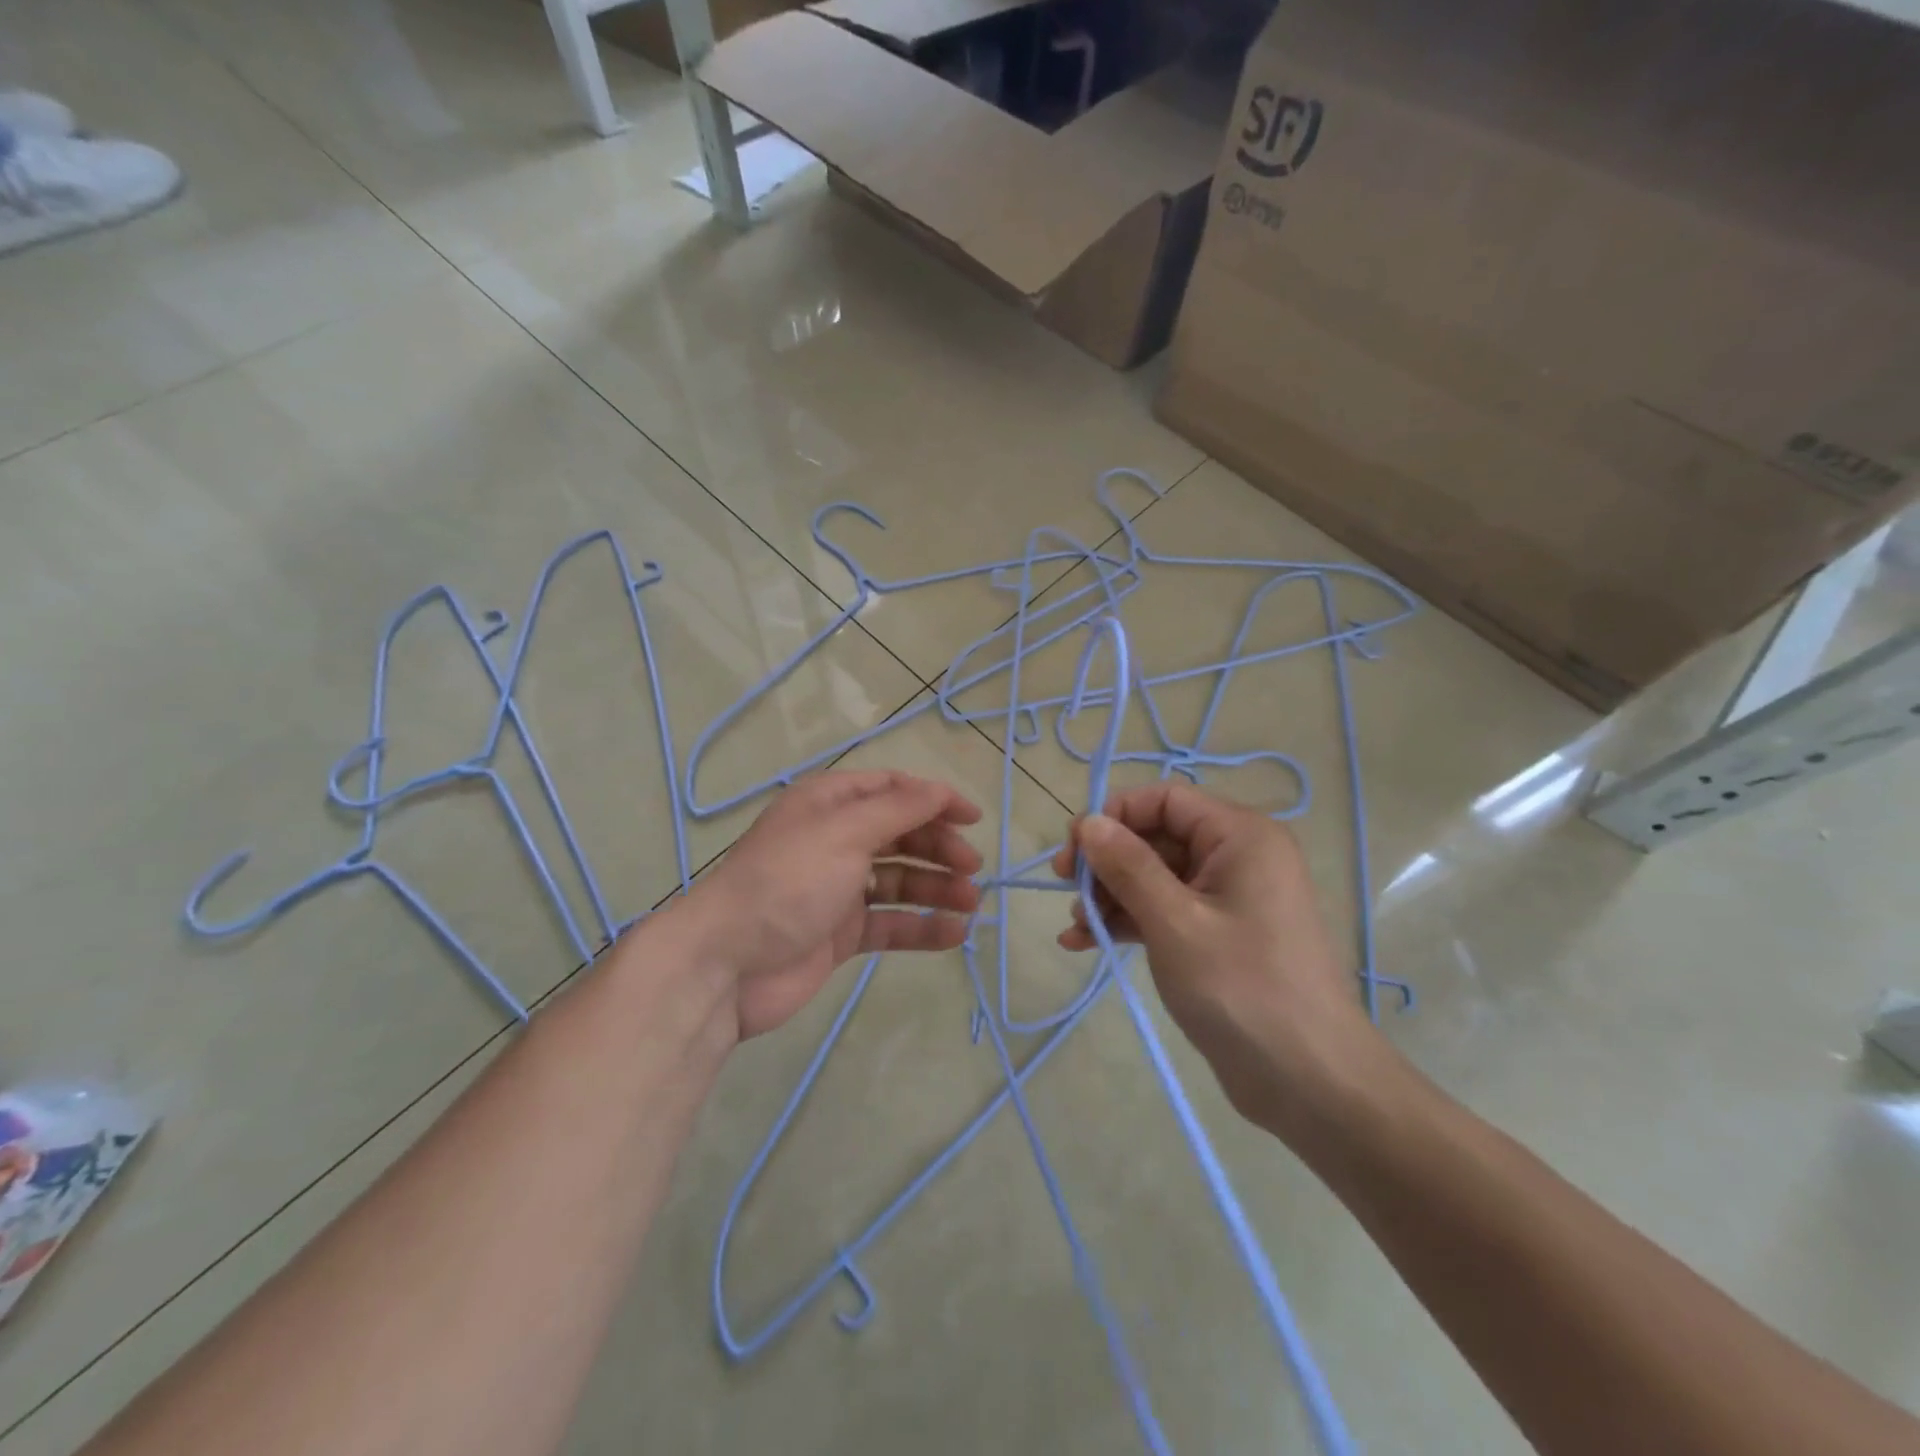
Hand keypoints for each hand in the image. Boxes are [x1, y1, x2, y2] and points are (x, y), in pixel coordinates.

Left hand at [691, 771, 982, 1038]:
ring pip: (900, 880)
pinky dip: (922, 926)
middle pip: (900, 834)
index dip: (934, 799)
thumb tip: (939, 790)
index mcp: (829, 804)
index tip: (973, 818)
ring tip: (970, 903)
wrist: (727, 964)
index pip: (892, 789)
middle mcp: (835, 840)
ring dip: (937, 888)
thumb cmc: (787, 881)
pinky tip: (954, 933)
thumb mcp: (845, 831)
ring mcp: (838, 889)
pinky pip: (890, 923)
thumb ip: (899, 809)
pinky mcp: (841, 934)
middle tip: (972, 867)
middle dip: (939, 846)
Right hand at [1050, 783, 1383, 1126]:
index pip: (1165, 800)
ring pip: (1156, 876)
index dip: (1115, 815)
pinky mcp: (1220, 935)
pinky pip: (1166, 910)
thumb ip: (1128, 866)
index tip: (1074, 851)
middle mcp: (1237, 856)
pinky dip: (1130, 921)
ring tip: (1076, 927)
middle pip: (1157, 837)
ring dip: (1112, 896)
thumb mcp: (1175, 922)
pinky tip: (1086, 942)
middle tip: (1066, 889)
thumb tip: (1088, 822)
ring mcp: (1229, 898)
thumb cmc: (1242, 989)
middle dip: (1108, 862)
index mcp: (1240, 836)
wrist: (1309, 1082)